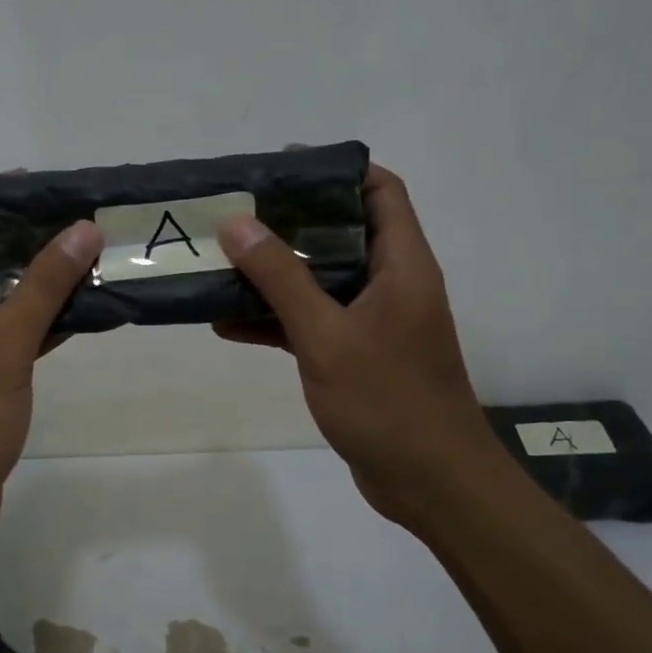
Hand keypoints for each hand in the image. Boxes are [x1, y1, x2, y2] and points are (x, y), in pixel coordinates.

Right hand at [214, 165, 502, 513]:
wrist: (430, 484)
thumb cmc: (387, 400)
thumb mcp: (326, 334)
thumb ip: (281, 277)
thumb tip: (237, 223)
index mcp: (401, 264)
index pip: (380, 190)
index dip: (336, 171)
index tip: (282, 168)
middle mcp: (390, 283)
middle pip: (341, 232)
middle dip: (289, 221)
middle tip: (235, 213)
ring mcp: (373, 322)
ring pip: (320, 279)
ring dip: (274, 273)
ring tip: (220, 260)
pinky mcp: (355, 355)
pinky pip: (311, 322)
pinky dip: (275, 319)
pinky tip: (226, 322)